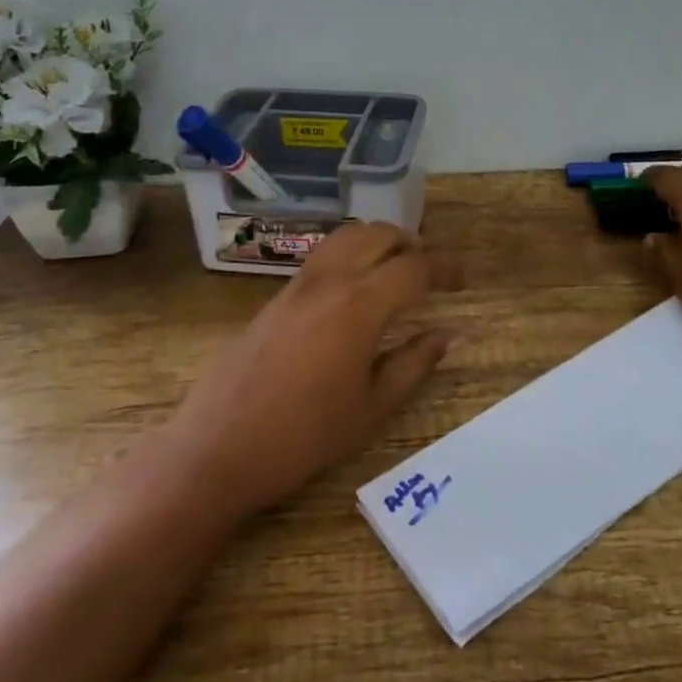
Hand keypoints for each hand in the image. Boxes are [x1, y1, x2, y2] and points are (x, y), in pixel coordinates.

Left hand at [161, 222, 452, 517]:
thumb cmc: (304, 436)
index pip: (414, 267)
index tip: (463, 281)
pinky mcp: (277, 296)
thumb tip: (449, 335)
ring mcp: (298, 284)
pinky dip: (351, 252)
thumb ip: (413, 364)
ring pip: (347, 236)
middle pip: (380, 234)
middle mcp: (330, 280)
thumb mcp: (371, 407)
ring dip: (379, 240)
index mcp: (360, 305)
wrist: (218, 447)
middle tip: (432, 270)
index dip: (445, 268)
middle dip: (413, 243)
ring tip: (396, 268)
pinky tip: (356, 287)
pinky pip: (324, 254)